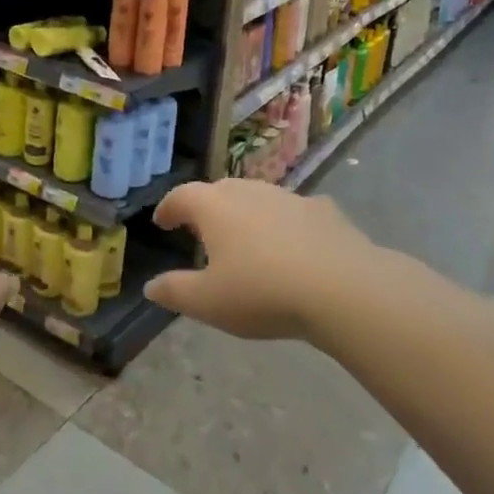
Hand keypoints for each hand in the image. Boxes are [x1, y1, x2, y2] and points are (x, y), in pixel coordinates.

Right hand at [146, 179, 396, 340]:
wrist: (342, 288)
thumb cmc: (262, 292)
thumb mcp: (208, 303)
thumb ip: (175, 291)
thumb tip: (151, 287)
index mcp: (214, 207)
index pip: (181, 197)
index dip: (168, 208)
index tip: (162, 221)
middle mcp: (248, 192)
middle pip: (219, 190)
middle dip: (207, 207)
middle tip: (201, 229)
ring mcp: (289, 198)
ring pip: (258, 197)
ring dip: (247, 213)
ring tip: (247, 238)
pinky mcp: (324, 211)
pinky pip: (296, 212)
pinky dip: (287, 223)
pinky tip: (295, 244)